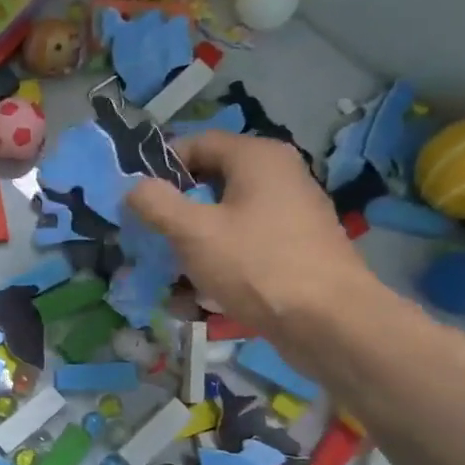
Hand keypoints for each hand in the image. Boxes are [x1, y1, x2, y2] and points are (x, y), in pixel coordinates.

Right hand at [126, 132, 375, 335]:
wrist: (329, 322)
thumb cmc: (257, 265)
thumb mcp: (193, 233)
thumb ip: (156, 204)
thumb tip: (135, 188)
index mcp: (257, 157)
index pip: (197, 143)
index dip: (162, 167)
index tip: (138, 200)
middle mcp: (280, 174)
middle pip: (211, 180)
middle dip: (177, 210)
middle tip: (151, 238)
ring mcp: (291, 211)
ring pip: (226, 216)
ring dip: (195, 241)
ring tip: (173, 273)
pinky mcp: (296, 245)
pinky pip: (246, 242)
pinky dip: (221, 259)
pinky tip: (204, 292)